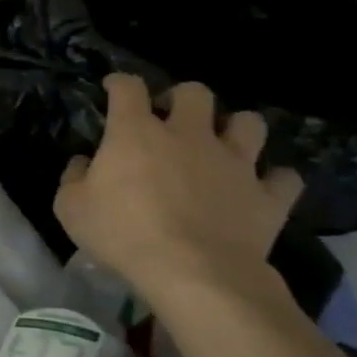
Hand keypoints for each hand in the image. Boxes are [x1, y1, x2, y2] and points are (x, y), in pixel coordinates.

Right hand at [55, 75, 302, 319]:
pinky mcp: (267, 197)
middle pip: (195, 93)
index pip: (128, 87)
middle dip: (183, 99)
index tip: (114, 88)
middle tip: (172, 119)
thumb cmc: (122, 234)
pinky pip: (284, 178)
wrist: (193, 274)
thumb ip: (74, 178)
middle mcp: (189, 135)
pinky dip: (274, 180)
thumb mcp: (71, 208)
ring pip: (249, 123)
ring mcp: (234, 163)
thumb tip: (82, 163)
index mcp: (136, 132)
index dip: (120, 83)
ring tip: (223, 146)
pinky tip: (262, 188)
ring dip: (236, 129)